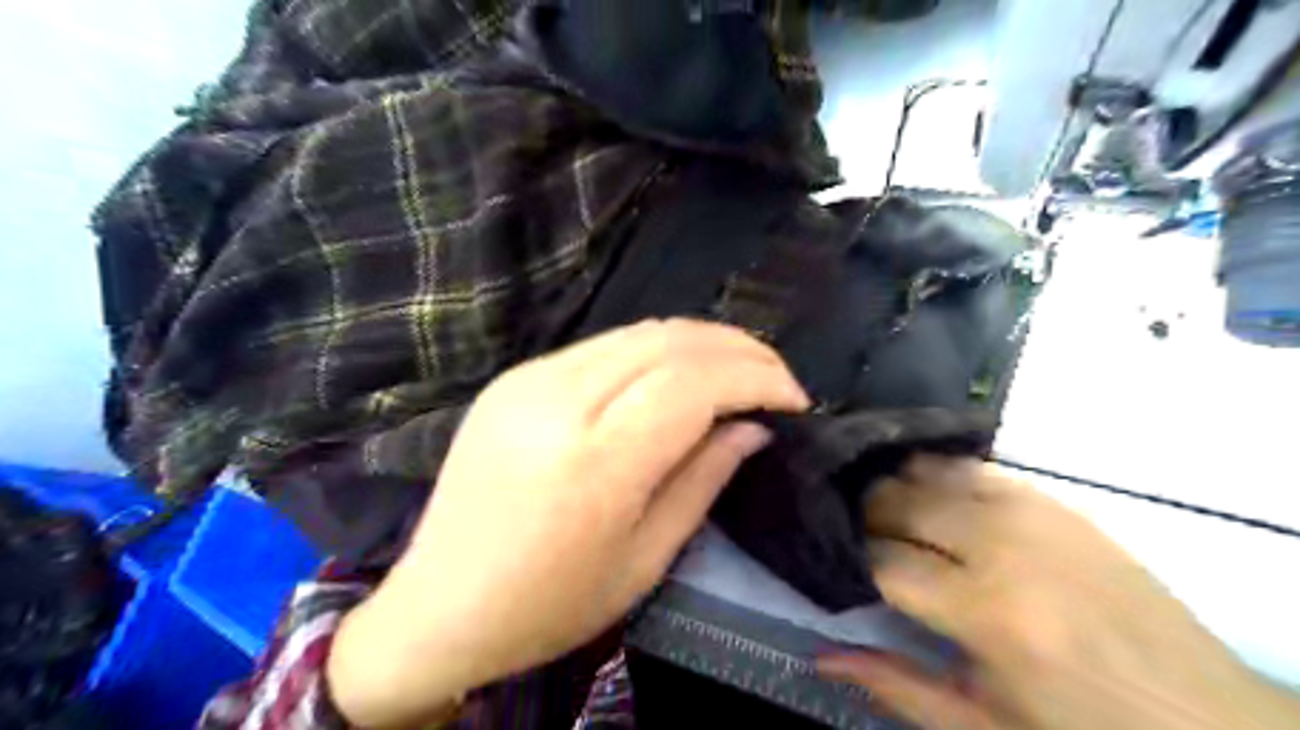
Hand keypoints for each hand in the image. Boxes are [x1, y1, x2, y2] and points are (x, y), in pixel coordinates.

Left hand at [330, 322, 808, 726]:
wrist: (438, 606)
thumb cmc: (549, 604)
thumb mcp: (644, 560)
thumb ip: (703, 480)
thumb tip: (752, 427)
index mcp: (593, 461)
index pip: (694, 383)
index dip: (756, 378)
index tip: (795, 400)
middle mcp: (558, 400)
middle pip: (670, 341)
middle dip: (738, 348)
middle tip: (776, 376)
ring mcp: (529, 379)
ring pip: (638, 332)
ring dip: (700, 342)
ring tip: (738, 370)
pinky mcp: (515, 376)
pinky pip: (603, 346)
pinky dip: (656, 350)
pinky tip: (677, 374)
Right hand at [814, 458, 1293, 729]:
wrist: (1208, 720)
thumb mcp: (985, 728)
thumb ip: (897, 684)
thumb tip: (819, 655)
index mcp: (986, 613)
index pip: (882, 559)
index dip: (848, 557)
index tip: (833, 560)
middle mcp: (1003, 546)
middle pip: (898, 501)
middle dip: (862, 513)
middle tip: (849, 532)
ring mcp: (1034, 513)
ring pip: (929, 472)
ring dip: (893, 485)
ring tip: (878, 507)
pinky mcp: (1057, 502)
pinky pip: (975, 467)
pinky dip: (938, 471)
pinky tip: (923, 485)